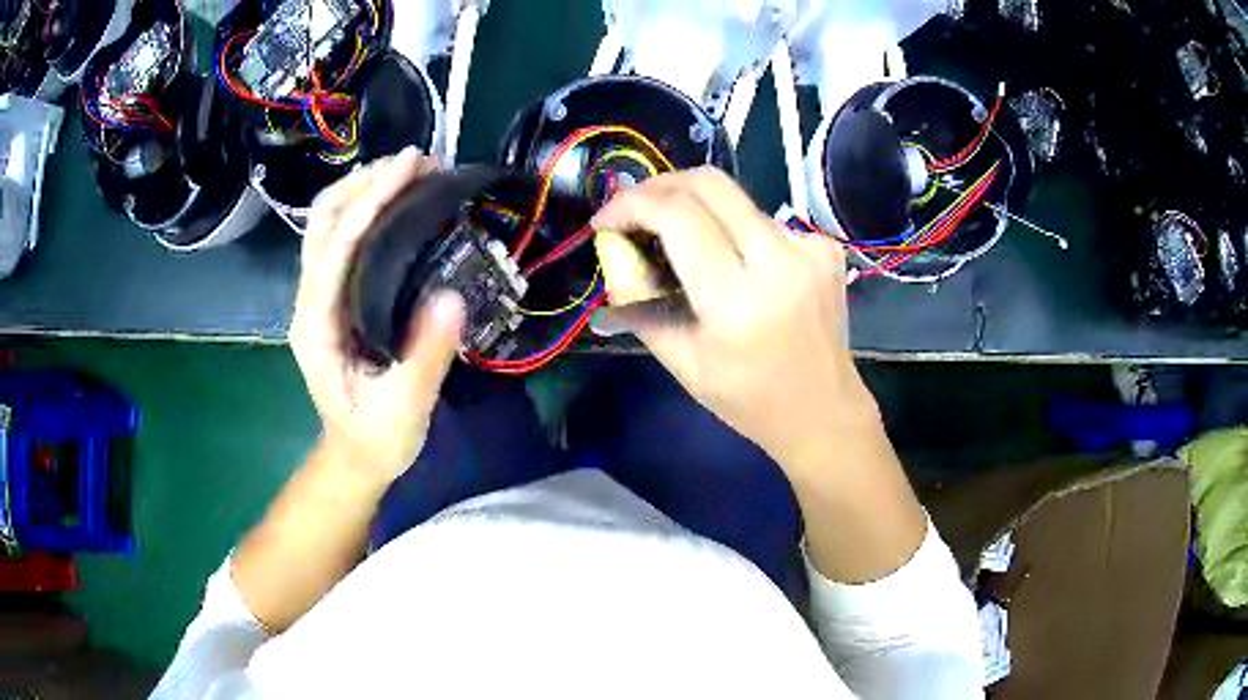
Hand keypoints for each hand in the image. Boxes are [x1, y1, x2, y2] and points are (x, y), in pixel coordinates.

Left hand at [291, 148, 465, 480]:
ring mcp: (318, 295)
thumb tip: (453, 295)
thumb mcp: (405, 408)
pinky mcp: (335, 295)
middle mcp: (309, 300)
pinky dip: (367, 208)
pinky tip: (399, 200)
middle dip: (364, 180)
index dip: (370, 201)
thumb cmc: (376, 437)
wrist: (355, 455)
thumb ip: (426, 356)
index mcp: (317, 326)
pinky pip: (343, 238)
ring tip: (412, 170)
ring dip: (364, 187)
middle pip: (322, 220)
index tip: (409, 166)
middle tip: (418, 162)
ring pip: (327, 223)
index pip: (336, 247)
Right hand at [592, 168, 877, 471]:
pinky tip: (735, 262)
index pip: (677, 215)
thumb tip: (615, 251)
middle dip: (659, 186)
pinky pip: (764, 219)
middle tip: (634, 209)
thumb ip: (640, 300)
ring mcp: (809, 247)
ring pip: (736, 199)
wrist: (823, 409)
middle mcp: (779, 259)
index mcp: (737, 298)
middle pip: (708, 183)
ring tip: (680, 241)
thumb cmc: (747, 397)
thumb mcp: (681, 360)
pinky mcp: (825, 246)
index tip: (605, 220)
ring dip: (696, 209)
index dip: (630, 204)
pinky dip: (735, 230)